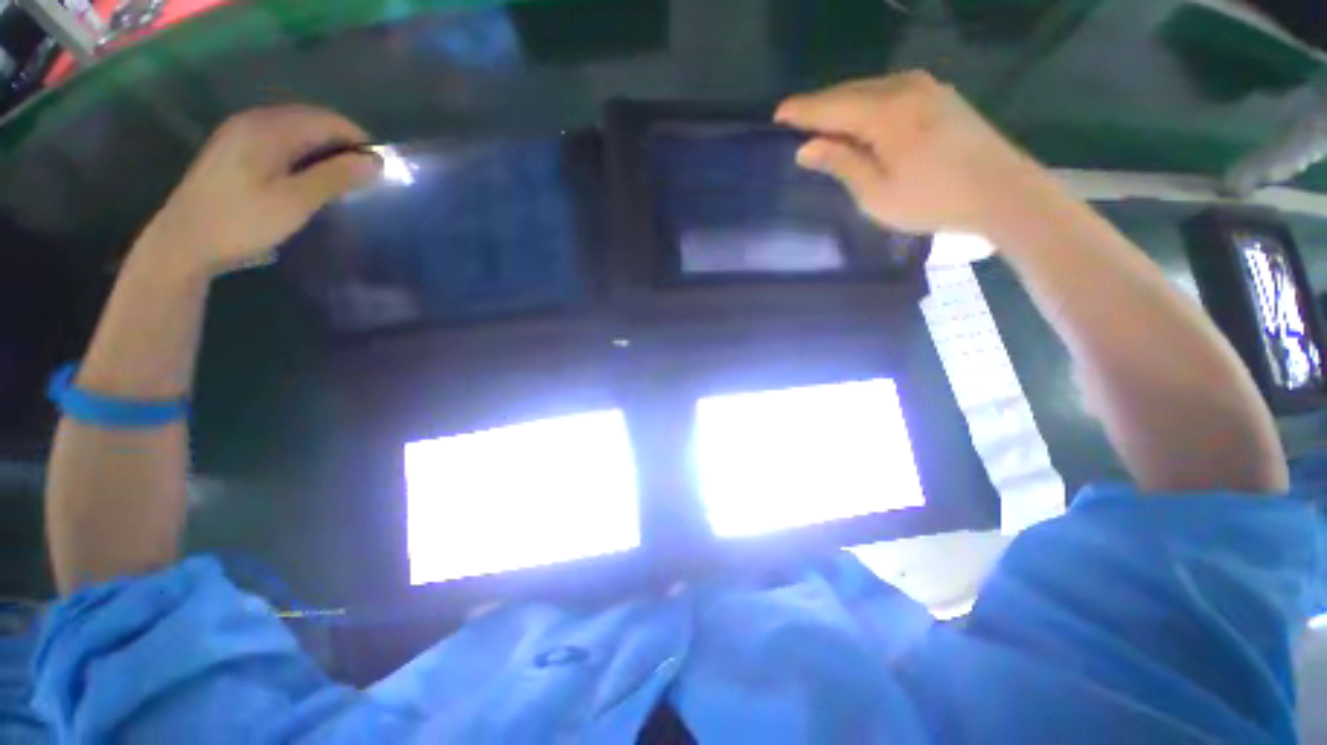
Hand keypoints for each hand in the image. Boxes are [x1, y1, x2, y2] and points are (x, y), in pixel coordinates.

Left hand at [143, 105, 379, 276]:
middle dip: (342, 145)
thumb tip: (375, 163)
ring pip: (295, 130)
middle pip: (311, 120)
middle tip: (362, 178)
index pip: (327, 121)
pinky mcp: (233, 149)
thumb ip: (335, 178)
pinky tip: (307, 178)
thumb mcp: (295, 202)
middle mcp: (254, 120)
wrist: (184, 242)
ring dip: (322, 150)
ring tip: (339, 180)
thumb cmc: (242, 222)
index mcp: (269, 128)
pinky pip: (279, 140)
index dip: (358, 141)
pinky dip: (302, 154)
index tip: (379, 171)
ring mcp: (240, 133)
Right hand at [775, 72, 1045, 234]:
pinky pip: (888, 92)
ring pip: (869, 89)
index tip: (777, 116)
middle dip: (819, 106)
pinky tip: (859, 119)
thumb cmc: (932, 199)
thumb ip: (841, 163)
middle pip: (848, 91)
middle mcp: (903, 87)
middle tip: (794, 122)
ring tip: (821, 123)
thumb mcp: (876, 192)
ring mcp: (925, 87)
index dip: (802, 111)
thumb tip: (806, 148)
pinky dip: (865, 104)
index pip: (830, 106)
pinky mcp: (938, 94)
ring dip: (842, 104)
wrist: (1002, 191)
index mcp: (885, 112)